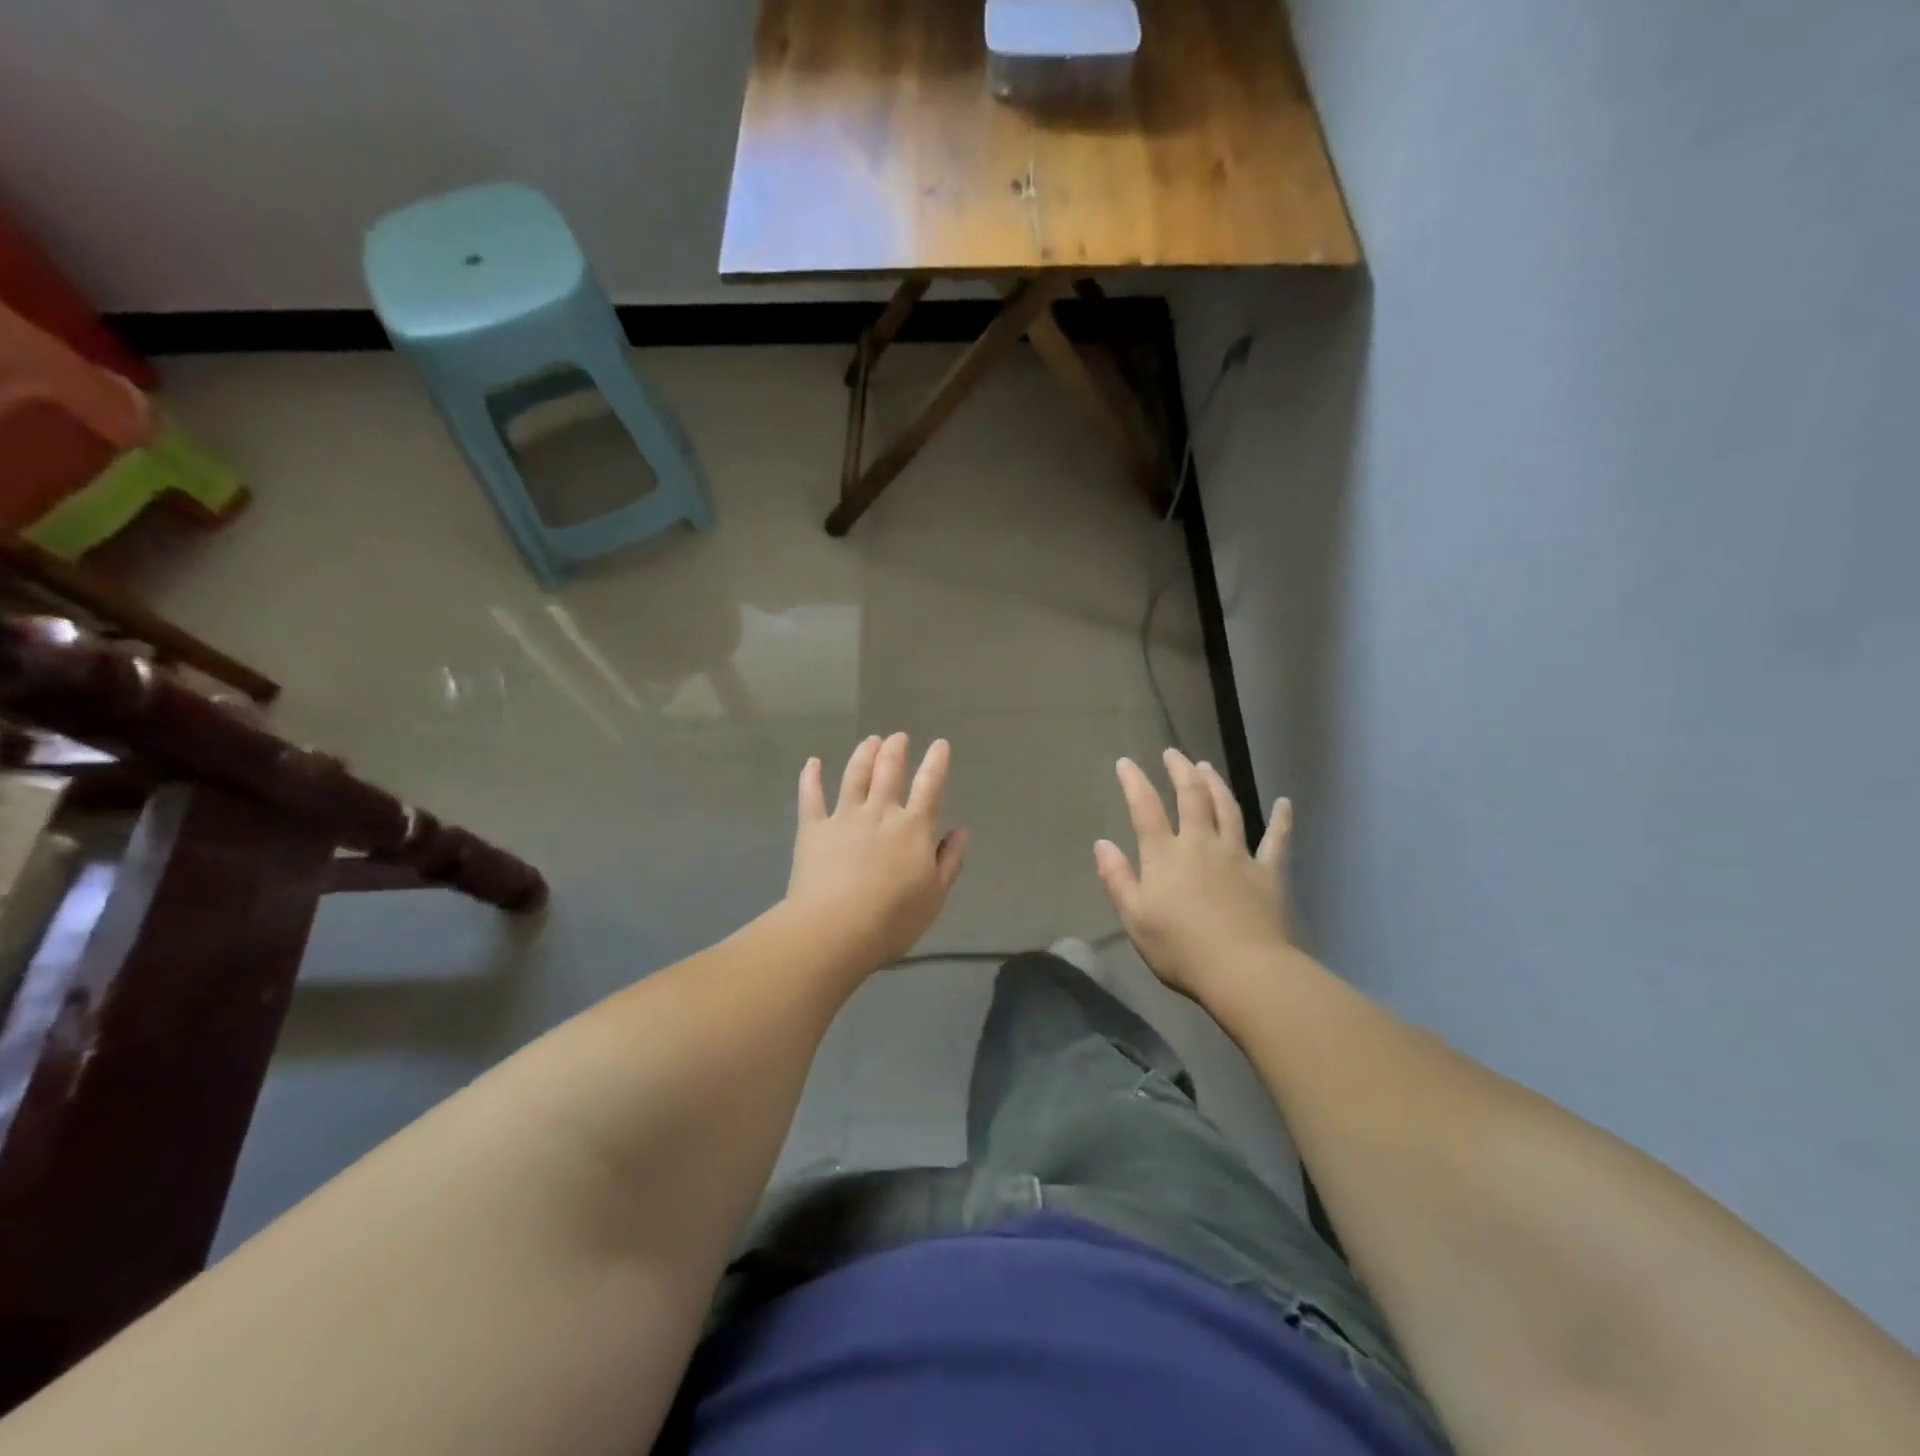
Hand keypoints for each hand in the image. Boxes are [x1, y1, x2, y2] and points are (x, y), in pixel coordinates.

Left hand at [786, 734, 967, 969]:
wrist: (835, 929)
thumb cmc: (893, 919)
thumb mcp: (935, 895)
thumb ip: (949, 861)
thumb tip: (960, 831)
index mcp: (913, 828)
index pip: (929, 786)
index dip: (936, 763)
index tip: (939, 744)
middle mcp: (880, 813)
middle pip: (889, 772)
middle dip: (895, 750)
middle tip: (898, 737)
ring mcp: (844, 817)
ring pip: (854, 776)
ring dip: (863, 754)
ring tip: (870, 740)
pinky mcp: (813, 829)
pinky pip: (811, 796)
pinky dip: (811, 777)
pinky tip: (812, 762)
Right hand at [1094, 748, 1291, 1003]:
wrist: (1243, 971)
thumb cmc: (1180, 949)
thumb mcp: (1135, 918)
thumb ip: (1117, 879)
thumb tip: (1102, 844)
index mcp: (1165, 856)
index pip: (1145, 809)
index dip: (1134, 783)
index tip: (1126, 763)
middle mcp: (1201, 844)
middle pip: (1191, 797)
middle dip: (1181, 771)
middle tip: (1174, 753)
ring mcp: (1238, 855)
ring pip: (1228, 809)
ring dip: (1217, 784)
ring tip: (1207, 767)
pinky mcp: (1268, 873)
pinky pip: (1277, 840)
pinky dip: (1281, 820)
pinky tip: (1285, 803)